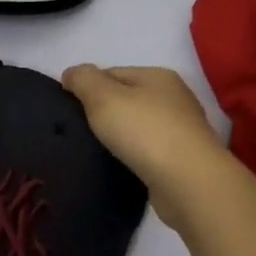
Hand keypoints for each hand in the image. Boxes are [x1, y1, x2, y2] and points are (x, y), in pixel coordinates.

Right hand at [61, 64, 227, 226]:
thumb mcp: (103, 97)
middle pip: (126, 98)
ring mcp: (181, 130)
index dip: (87, 87)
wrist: (188, 182)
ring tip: (95, 151)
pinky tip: (120, 165)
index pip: (112, 72)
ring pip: (137, 125)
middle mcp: (174, 98)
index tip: (68, 110)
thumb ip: (83, 79)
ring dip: (117, 135)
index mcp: (157, 76)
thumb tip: (71, 73)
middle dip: (102, 112)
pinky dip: (132, 155)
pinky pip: (147, 150)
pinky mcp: (182, 159)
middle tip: (78, 132)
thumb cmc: (144, 132)